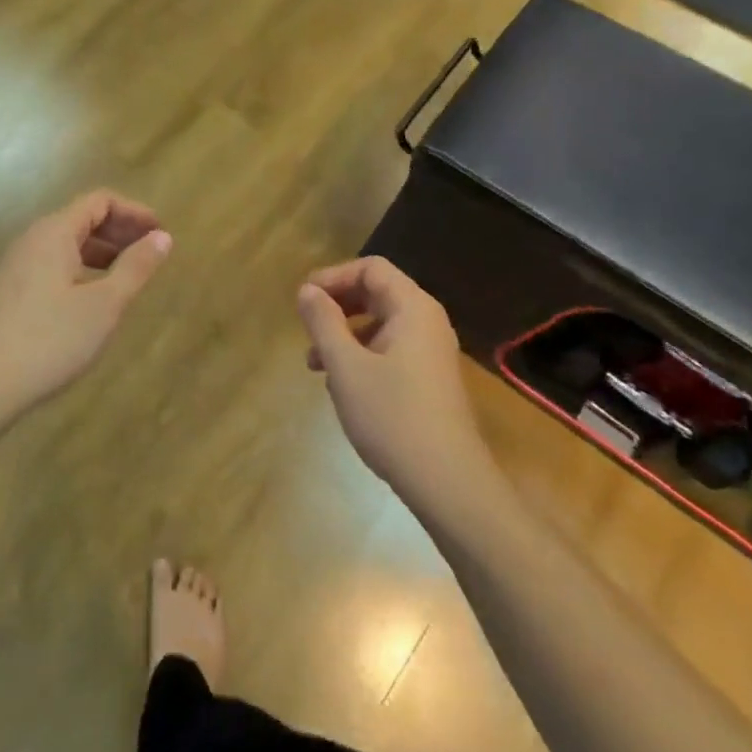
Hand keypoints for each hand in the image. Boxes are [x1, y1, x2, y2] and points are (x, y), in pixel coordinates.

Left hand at [0, 191, 172, 424]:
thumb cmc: (47, 340)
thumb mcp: (103, 306)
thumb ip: (135, 268)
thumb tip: (162, 237)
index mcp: (54, 232)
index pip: (99, 201)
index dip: (134, 212)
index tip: (161, 232)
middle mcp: (30, 240)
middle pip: (80, 219)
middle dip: (119, 232)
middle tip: (150, 255)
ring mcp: (12, 267)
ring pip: (64, 246)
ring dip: (99, 253)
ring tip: (125, 278)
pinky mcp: (4, 294)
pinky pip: (49, 267)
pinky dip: (78, 271)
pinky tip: (88, 302)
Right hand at [296, 257, 492, 505]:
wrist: (447, 483)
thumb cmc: (392, 416)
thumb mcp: (346, 366)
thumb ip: (323, 321)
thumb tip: (307, 290)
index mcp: (412, 308)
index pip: (371, 268)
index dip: (333, 276)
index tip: (304, 300)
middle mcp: (426, 322)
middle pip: (376, 293)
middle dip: (337, 305)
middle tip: (306, 326)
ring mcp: (430, 352)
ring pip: (379, 324)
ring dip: (344, 334)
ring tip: (315, 364)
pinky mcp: (429, 379)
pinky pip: (389, 350)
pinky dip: (361, 355)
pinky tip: (342, 386)